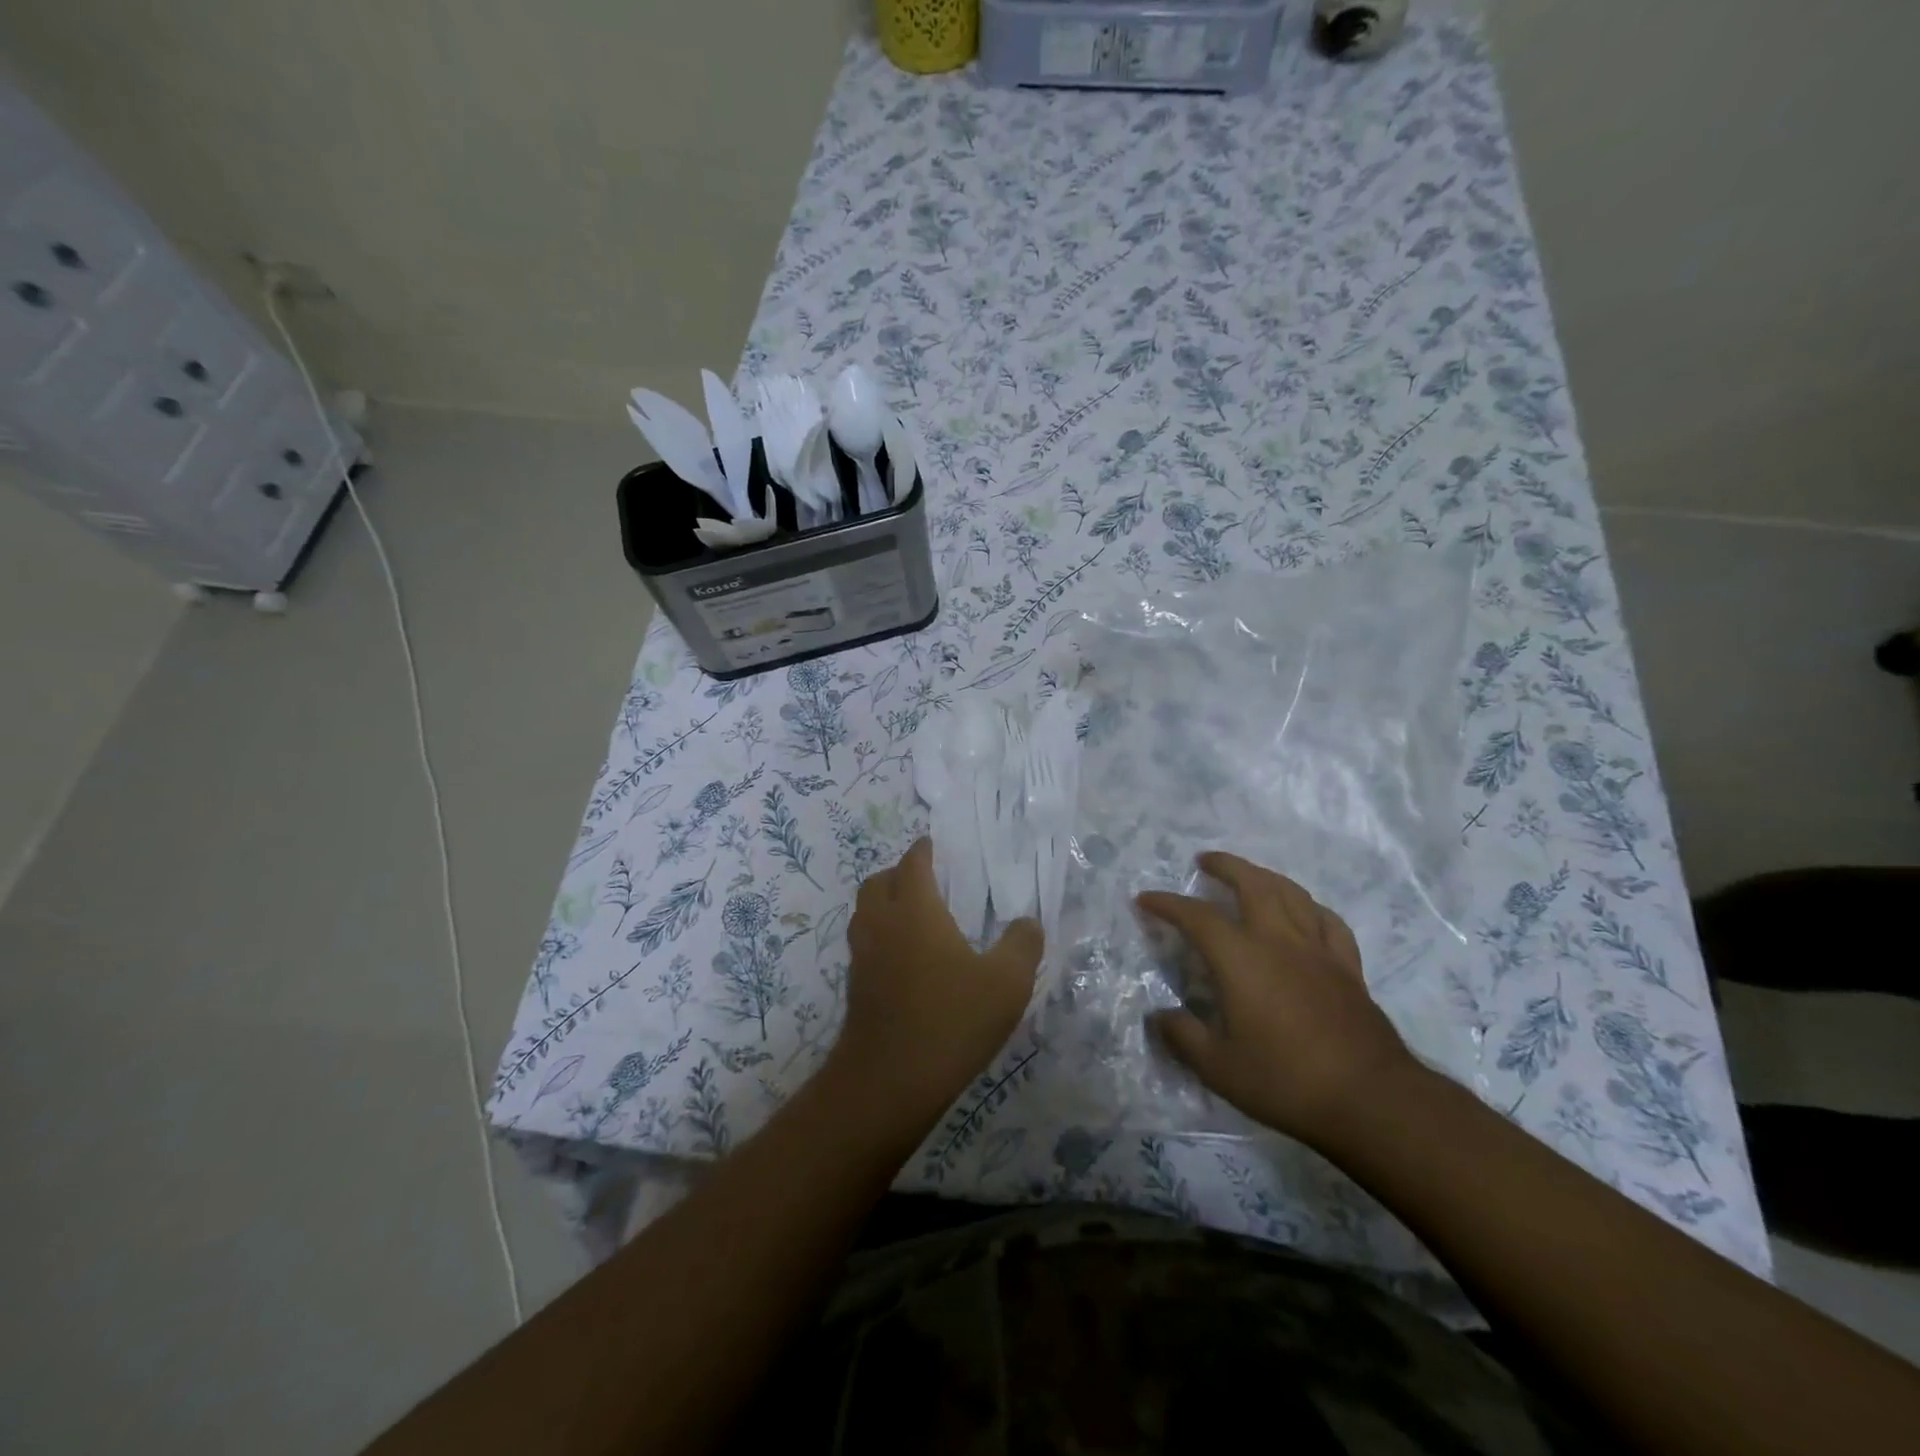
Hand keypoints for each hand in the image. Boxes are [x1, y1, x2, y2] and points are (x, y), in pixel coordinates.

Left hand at [830, 837, 1042, 1121]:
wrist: (890, 1081)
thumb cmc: (952, 1019)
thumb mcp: (1007, 982)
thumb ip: (1023, 944)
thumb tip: (1028, 923)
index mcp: (914, 909)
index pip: (912, 863)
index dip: (923, 850)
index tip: (934, 845)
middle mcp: (881, 923)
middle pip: (878, 881)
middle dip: (898, 873)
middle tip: (925, 880)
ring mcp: (862, 955)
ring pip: (865, 912)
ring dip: (884, 903)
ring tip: (915, 916)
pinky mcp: (855, 986)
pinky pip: (864, 943)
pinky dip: (880, 935)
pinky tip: (906, 959)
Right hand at [1138, 851, 1424, 1146]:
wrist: (1371, 1100)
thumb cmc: (1287, 1081)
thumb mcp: (1220, 1068)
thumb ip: (1184, 1037)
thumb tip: (1160, 1017)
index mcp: (1241, 959)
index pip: (1197, 917)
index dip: (1168, 904)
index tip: (1146, 899)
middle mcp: (1279, 941)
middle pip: (1253, 884)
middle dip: (1226, 866)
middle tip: (1204, 861)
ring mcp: (1318, 951)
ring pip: (1292, 894)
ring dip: (1265, 876)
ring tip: (1250, 875)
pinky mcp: (1348, 968)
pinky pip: (1328, 922)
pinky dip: (1310, 907)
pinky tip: (1304, 911)